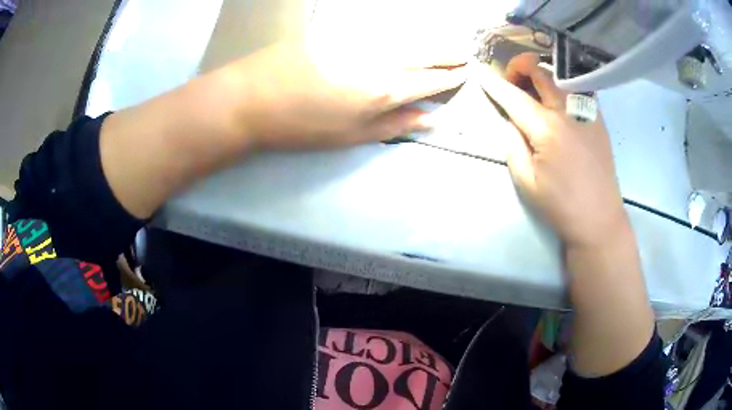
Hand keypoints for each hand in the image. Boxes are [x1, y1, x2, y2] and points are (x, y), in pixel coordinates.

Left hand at [220, 40, 466, 149]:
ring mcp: (357, 39)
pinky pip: (379, 30)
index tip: (465, 73)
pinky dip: (399, 34)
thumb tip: (430, 119)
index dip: (449, 78)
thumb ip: (393, 124)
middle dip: (447, 54)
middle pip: (423, 52)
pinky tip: (404, 38)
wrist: (251, 96)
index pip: (429, 80)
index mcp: (384, 88)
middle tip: (463, 55)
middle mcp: (378, 57)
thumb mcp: (350, 135)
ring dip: (427, 41)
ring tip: (443, 46)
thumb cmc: (301, 125)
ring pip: (404, 38)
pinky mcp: (338, 30)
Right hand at [477, 53, 626, 247]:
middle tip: (512, 82)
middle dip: (520, 67)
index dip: (495, 84)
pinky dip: (561, 85)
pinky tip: (557, 102)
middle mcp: (568, 112)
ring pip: (561, 74)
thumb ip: (512, 145)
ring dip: (542, 73)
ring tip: (534, 88)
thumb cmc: (561, 205)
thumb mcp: (526, 182)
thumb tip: (509, 120)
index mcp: (547, 129)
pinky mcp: (598, 118)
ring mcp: (587, 112)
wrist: (599, 218)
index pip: (515, 97)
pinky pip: (576, 88)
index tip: (481, 74)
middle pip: (541, 71)